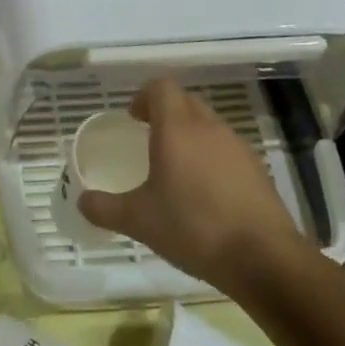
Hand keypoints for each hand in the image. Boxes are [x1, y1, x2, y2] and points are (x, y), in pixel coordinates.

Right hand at [77, 77, 315, 294]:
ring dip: (190, 135)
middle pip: (185, 102)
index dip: (144, 96)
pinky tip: (205, 193)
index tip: (133, 118)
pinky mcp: (257, 170)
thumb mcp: (138, 221)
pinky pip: (227, 149)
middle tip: (148, 138)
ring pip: (208, 125)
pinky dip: (211, 158)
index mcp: (177, 129)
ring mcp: (237, 147)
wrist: (263, 258)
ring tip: (175, 168)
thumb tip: (81, 201)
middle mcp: (209, 128)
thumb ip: (104, 208)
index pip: (161, 87)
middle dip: (165, 113)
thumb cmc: (193, 228)